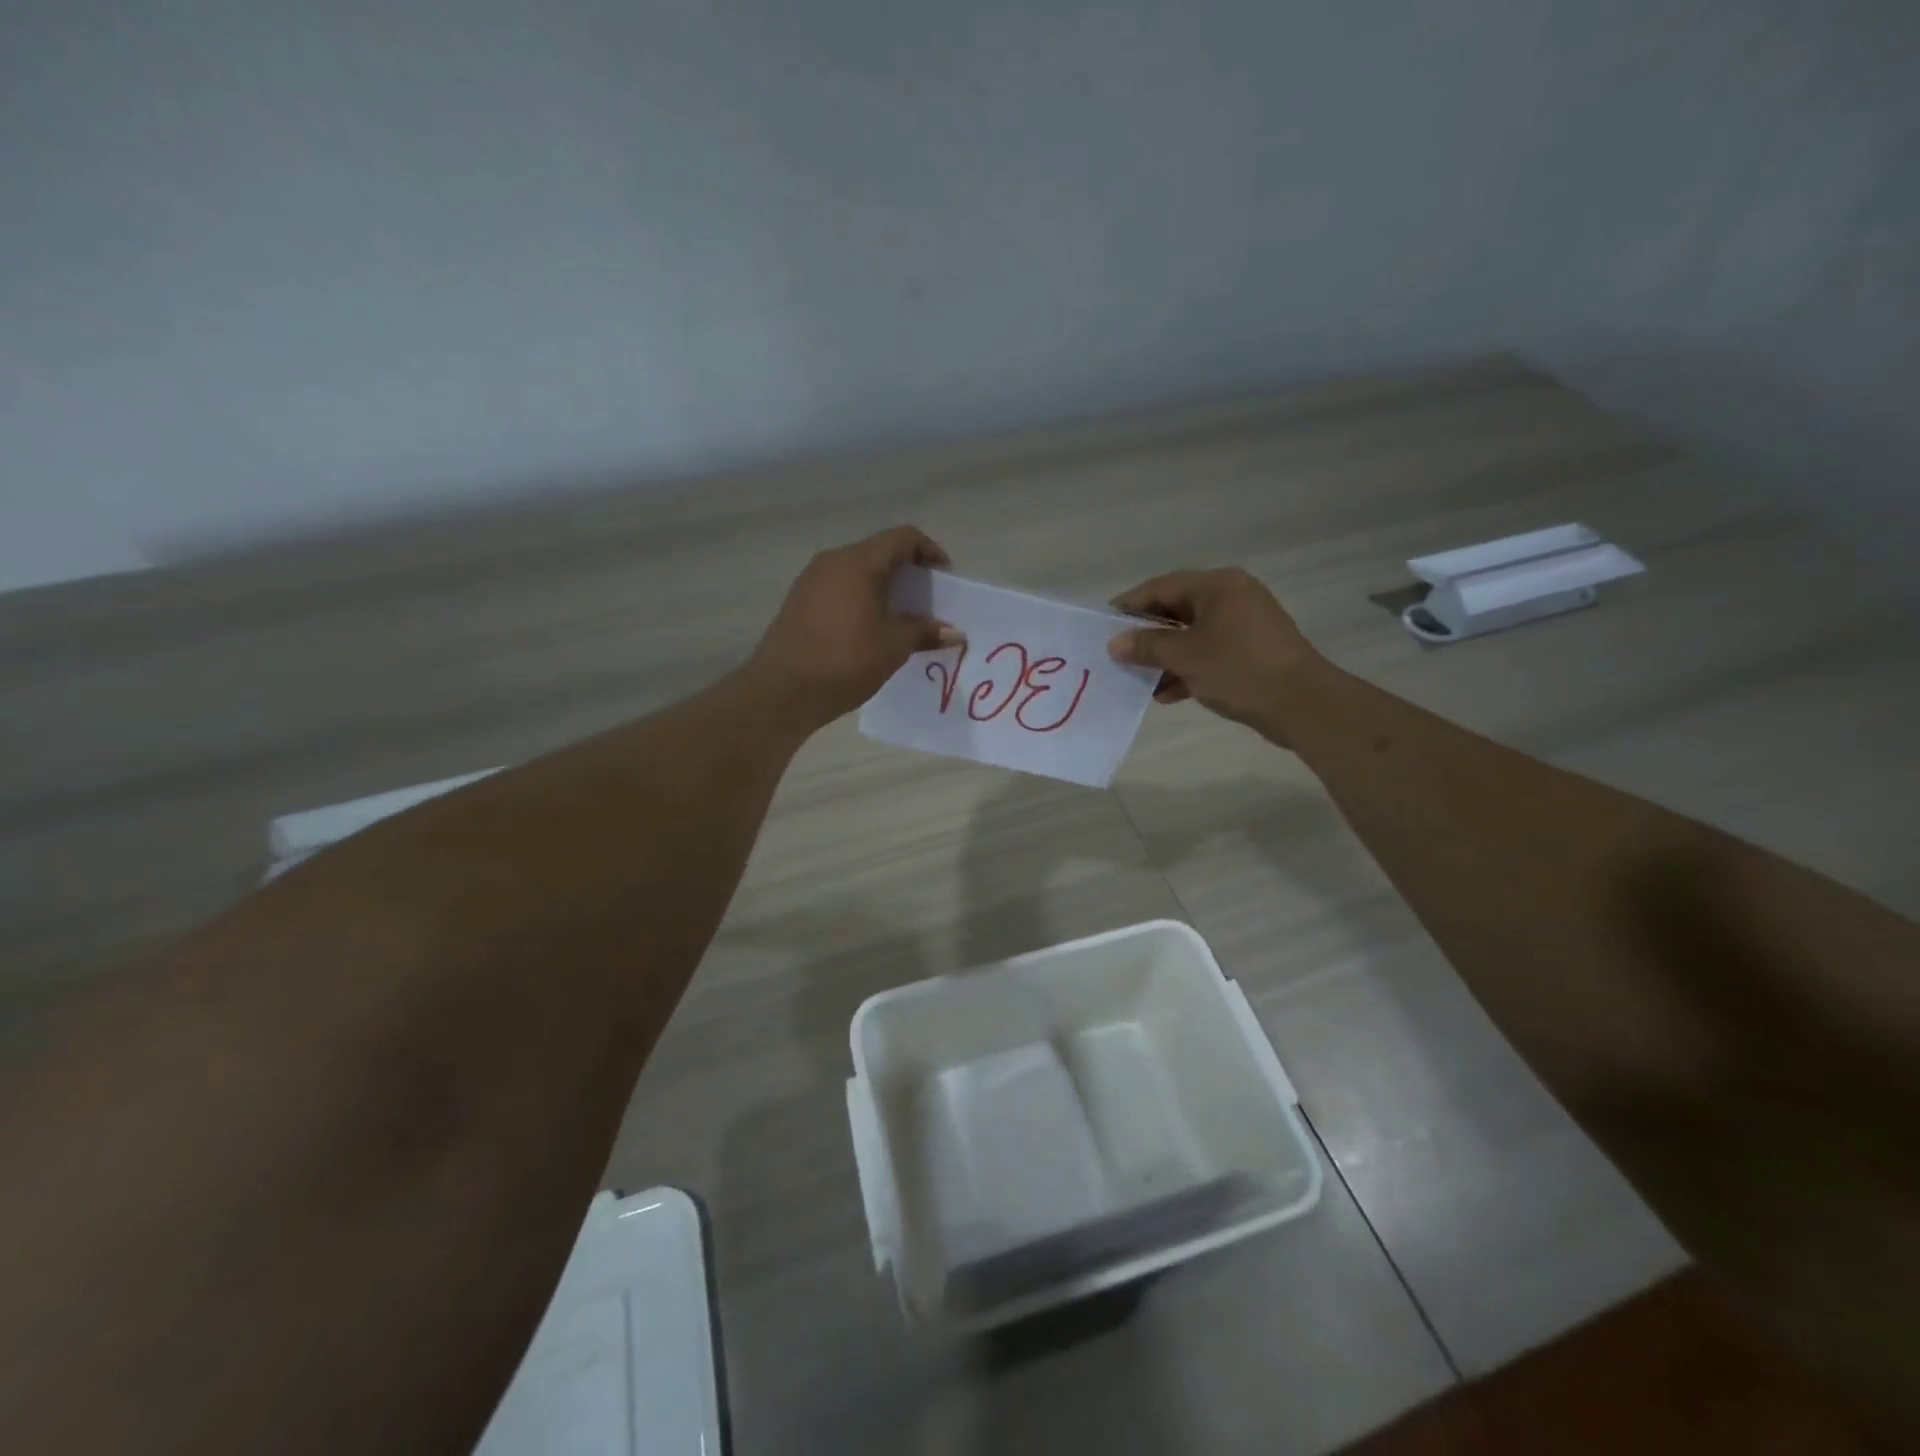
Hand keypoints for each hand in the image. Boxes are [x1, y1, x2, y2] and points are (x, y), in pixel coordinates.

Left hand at [749, 525, 962, 727]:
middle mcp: (833, 561)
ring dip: (882, 587)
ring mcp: (811, 580)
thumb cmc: (847, 659)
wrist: (783, 689)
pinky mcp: (798, 602)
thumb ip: (925, 631)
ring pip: (856, 572)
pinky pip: (838, 589)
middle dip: (906, 572)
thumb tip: (954, 633)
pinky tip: (868, 628)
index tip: (944, 576)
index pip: (902, 538)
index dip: (929, 551)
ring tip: (899, 616)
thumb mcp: (894, 646)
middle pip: (878, 552)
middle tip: (926, 599)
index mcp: (859, 562)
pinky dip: (860, 599)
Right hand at [1106, 568, 1324, 739]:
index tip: (1104, 626)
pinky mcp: (1252, 651)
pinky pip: (1209, 653)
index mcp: (1218, 586)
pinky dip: (1188, 668)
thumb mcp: (1185, 656)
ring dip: (1165, 657)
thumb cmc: (1238, 669)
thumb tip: (1115, 643)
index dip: (1130, 606)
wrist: (1301, 703)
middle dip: (1147, 635)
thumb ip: (1147, 646)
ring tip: (1139, 679)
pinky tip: (1167, 694)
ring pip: (1192, 635)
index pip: (1162, 586)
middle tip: (1119, 654)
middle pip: (1177, 610)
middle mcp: (1232, 597)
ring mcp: (1245, 625)